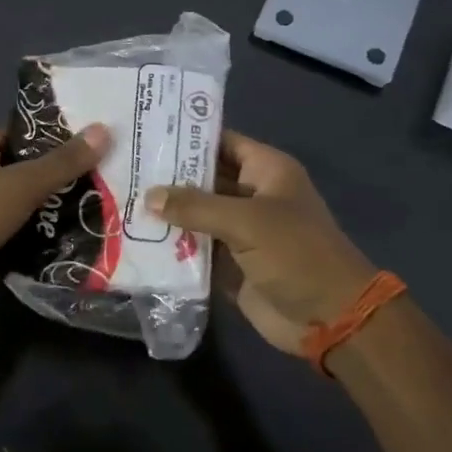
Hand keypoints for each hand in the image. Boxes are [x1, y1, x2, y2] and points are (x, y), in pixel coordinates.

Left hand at [0, 123, 110, 314]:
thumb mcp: (22, 182)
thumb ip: (63, 161)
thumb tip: (105, 130)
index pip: (20, 136)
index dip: (54, 137)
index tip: (92, 141)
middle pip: (27, 173)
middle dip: (62, 178)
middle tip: (107, 176)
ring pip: (28, 208)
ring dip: (57, 212)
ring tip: (105, 207)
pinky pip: (25, 239)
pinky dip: (47, 241)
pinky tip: (84, 240)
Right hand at [146, 131, 374, 354]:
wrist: (331, 319)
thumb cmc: (296, 254)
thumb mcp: (246, 221)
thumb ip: (196, 206)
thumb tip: (149, 196)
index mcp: (267, 171)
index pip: (221, 142)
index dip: (188, 137)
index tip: (146, 133)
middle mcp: (253, 195)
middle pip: (204, 179)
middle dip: (169, 177)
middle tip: (124, 168)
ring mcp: (241, 231)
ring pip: (197, 215)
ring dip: (167, 214)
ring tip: (121, 201)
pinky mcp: (231, 264)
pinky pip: (197, 249)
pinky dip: (173, 247)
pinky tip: (137, 240)